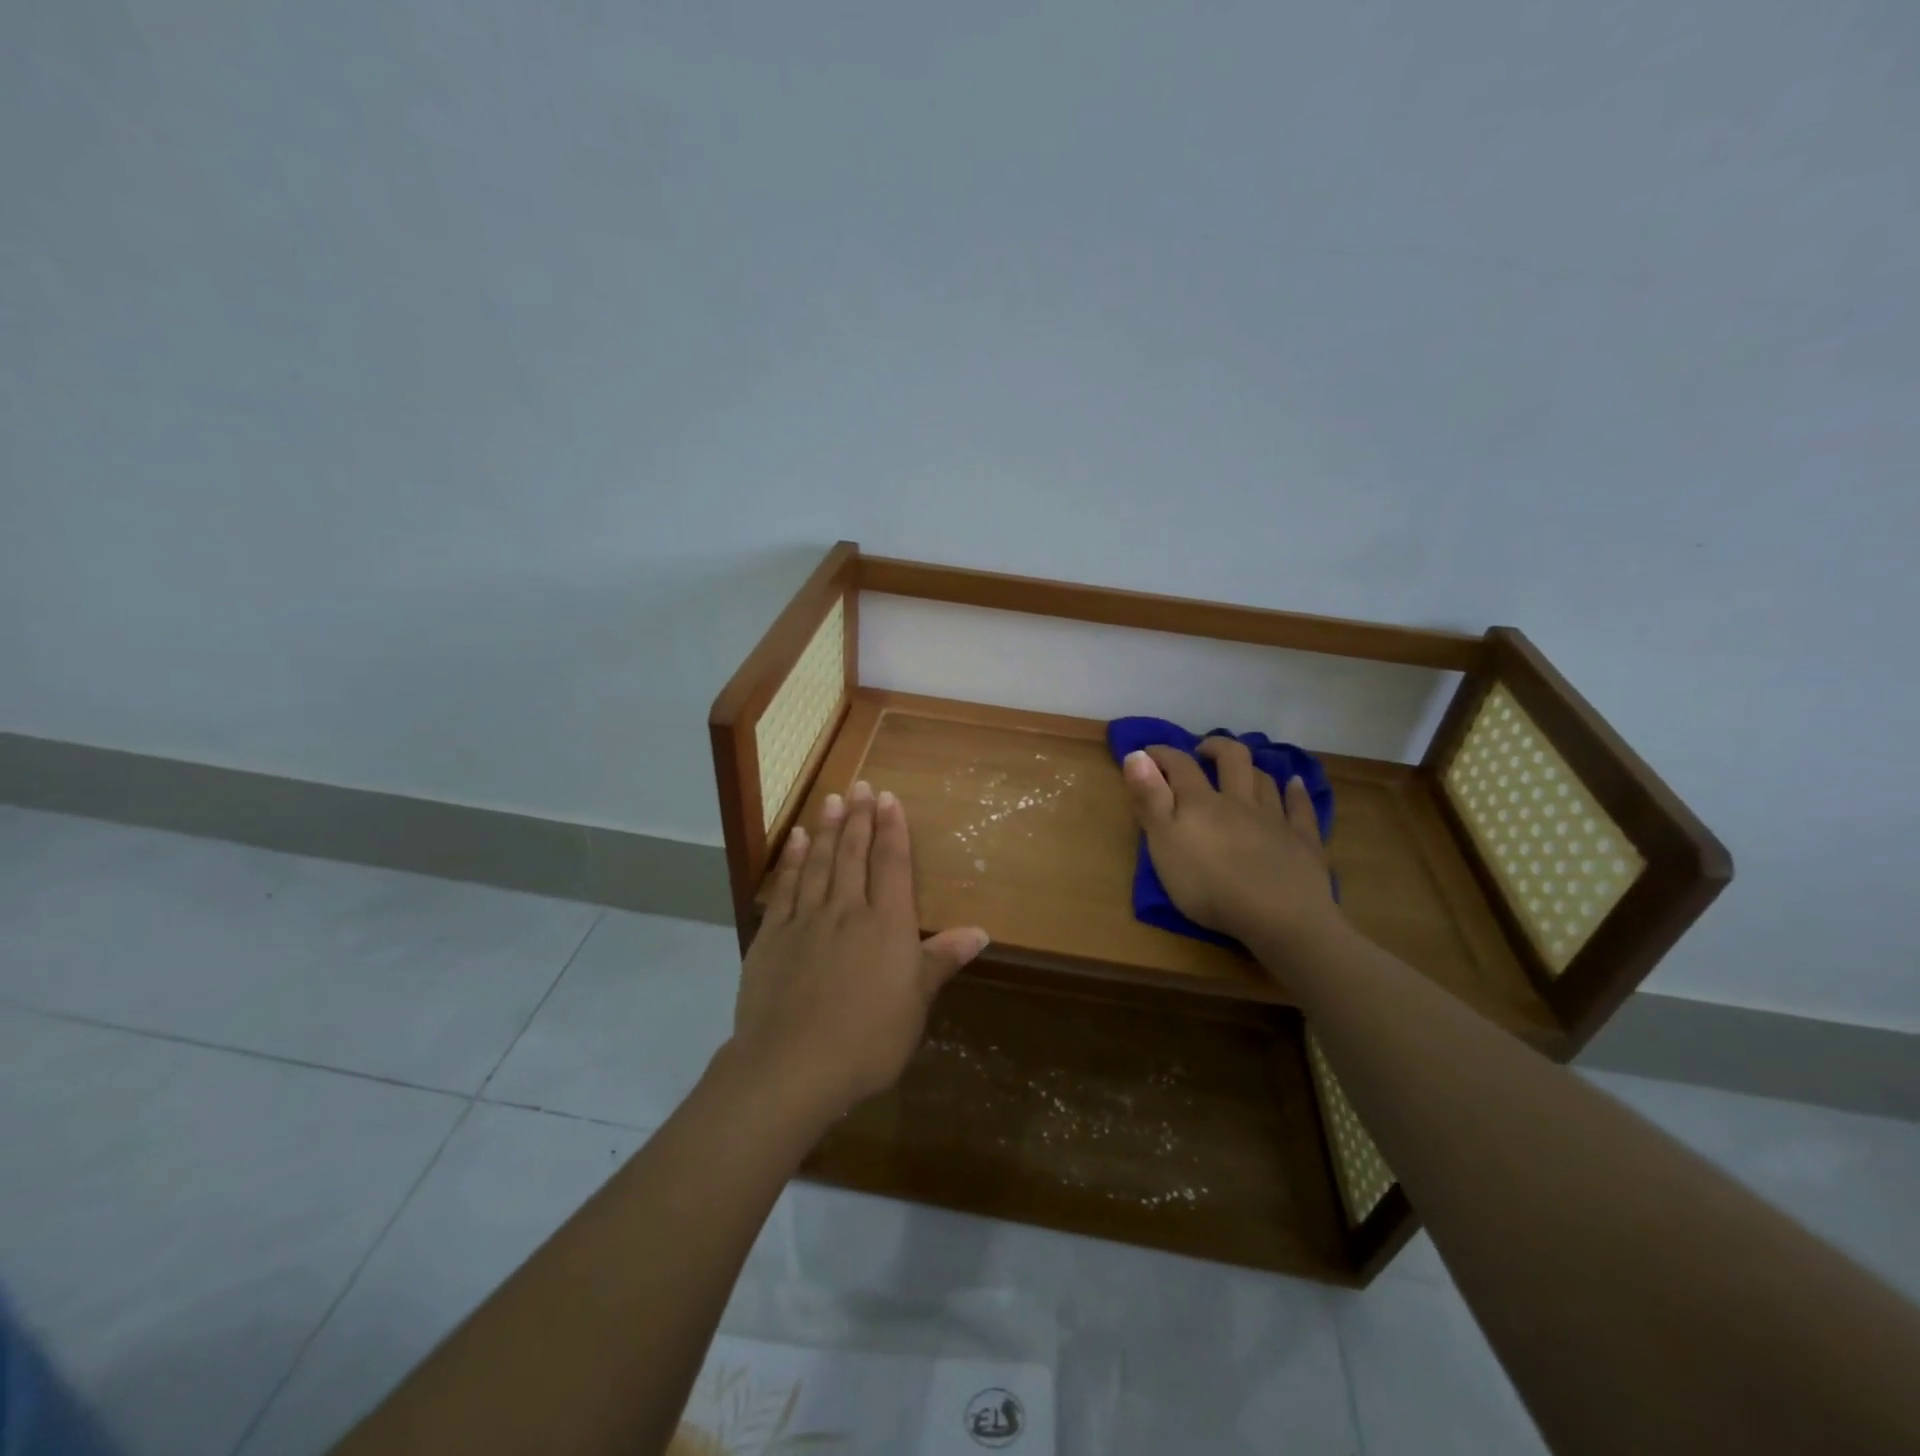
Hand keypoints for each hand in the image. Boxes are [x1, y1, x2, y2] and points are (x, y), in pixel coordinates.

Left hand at [729, 781, 989, 1123]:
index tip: (890, 799)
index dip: (892, 829)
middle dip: (861, 818)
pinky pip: (786, 888)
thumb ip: (942, 960)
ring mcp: (805, 920)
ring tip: (834, 799)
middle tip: (862, 785)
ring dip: (828, 828)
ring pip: (820, 862)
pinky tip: (797, 840)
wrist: (792, 1066)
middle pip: (854, 854)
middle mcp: (847, 910)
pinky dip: (793, 860)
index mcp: (886, 924)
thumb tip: (981, 931)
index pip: (891, 864)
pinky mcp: (773, 936)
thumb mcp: (916, 1004)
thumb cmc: (868, 1040)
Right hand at [1121, 739, 1337, 948]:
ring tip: (1243, 770)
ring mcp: (1274, 818)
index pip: (1180, 765)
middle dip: (1215, 748)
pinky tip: (1295, 784)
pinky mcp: (1302, 841)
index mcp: (1201, 802)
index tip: (1148, 752)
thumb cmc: (1208, 885)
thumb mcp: (1163, 843)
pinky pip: (1300, 808)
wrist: (1278, 916)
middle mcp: (1238, 801)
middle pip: (1232, 759)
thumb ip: (1150, 799)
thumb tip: (1136, 755)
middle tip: (1202, 750)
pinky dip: (1296, 792)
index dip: (1162, 754)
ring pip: (1264, 781)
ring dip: (1252, 768)